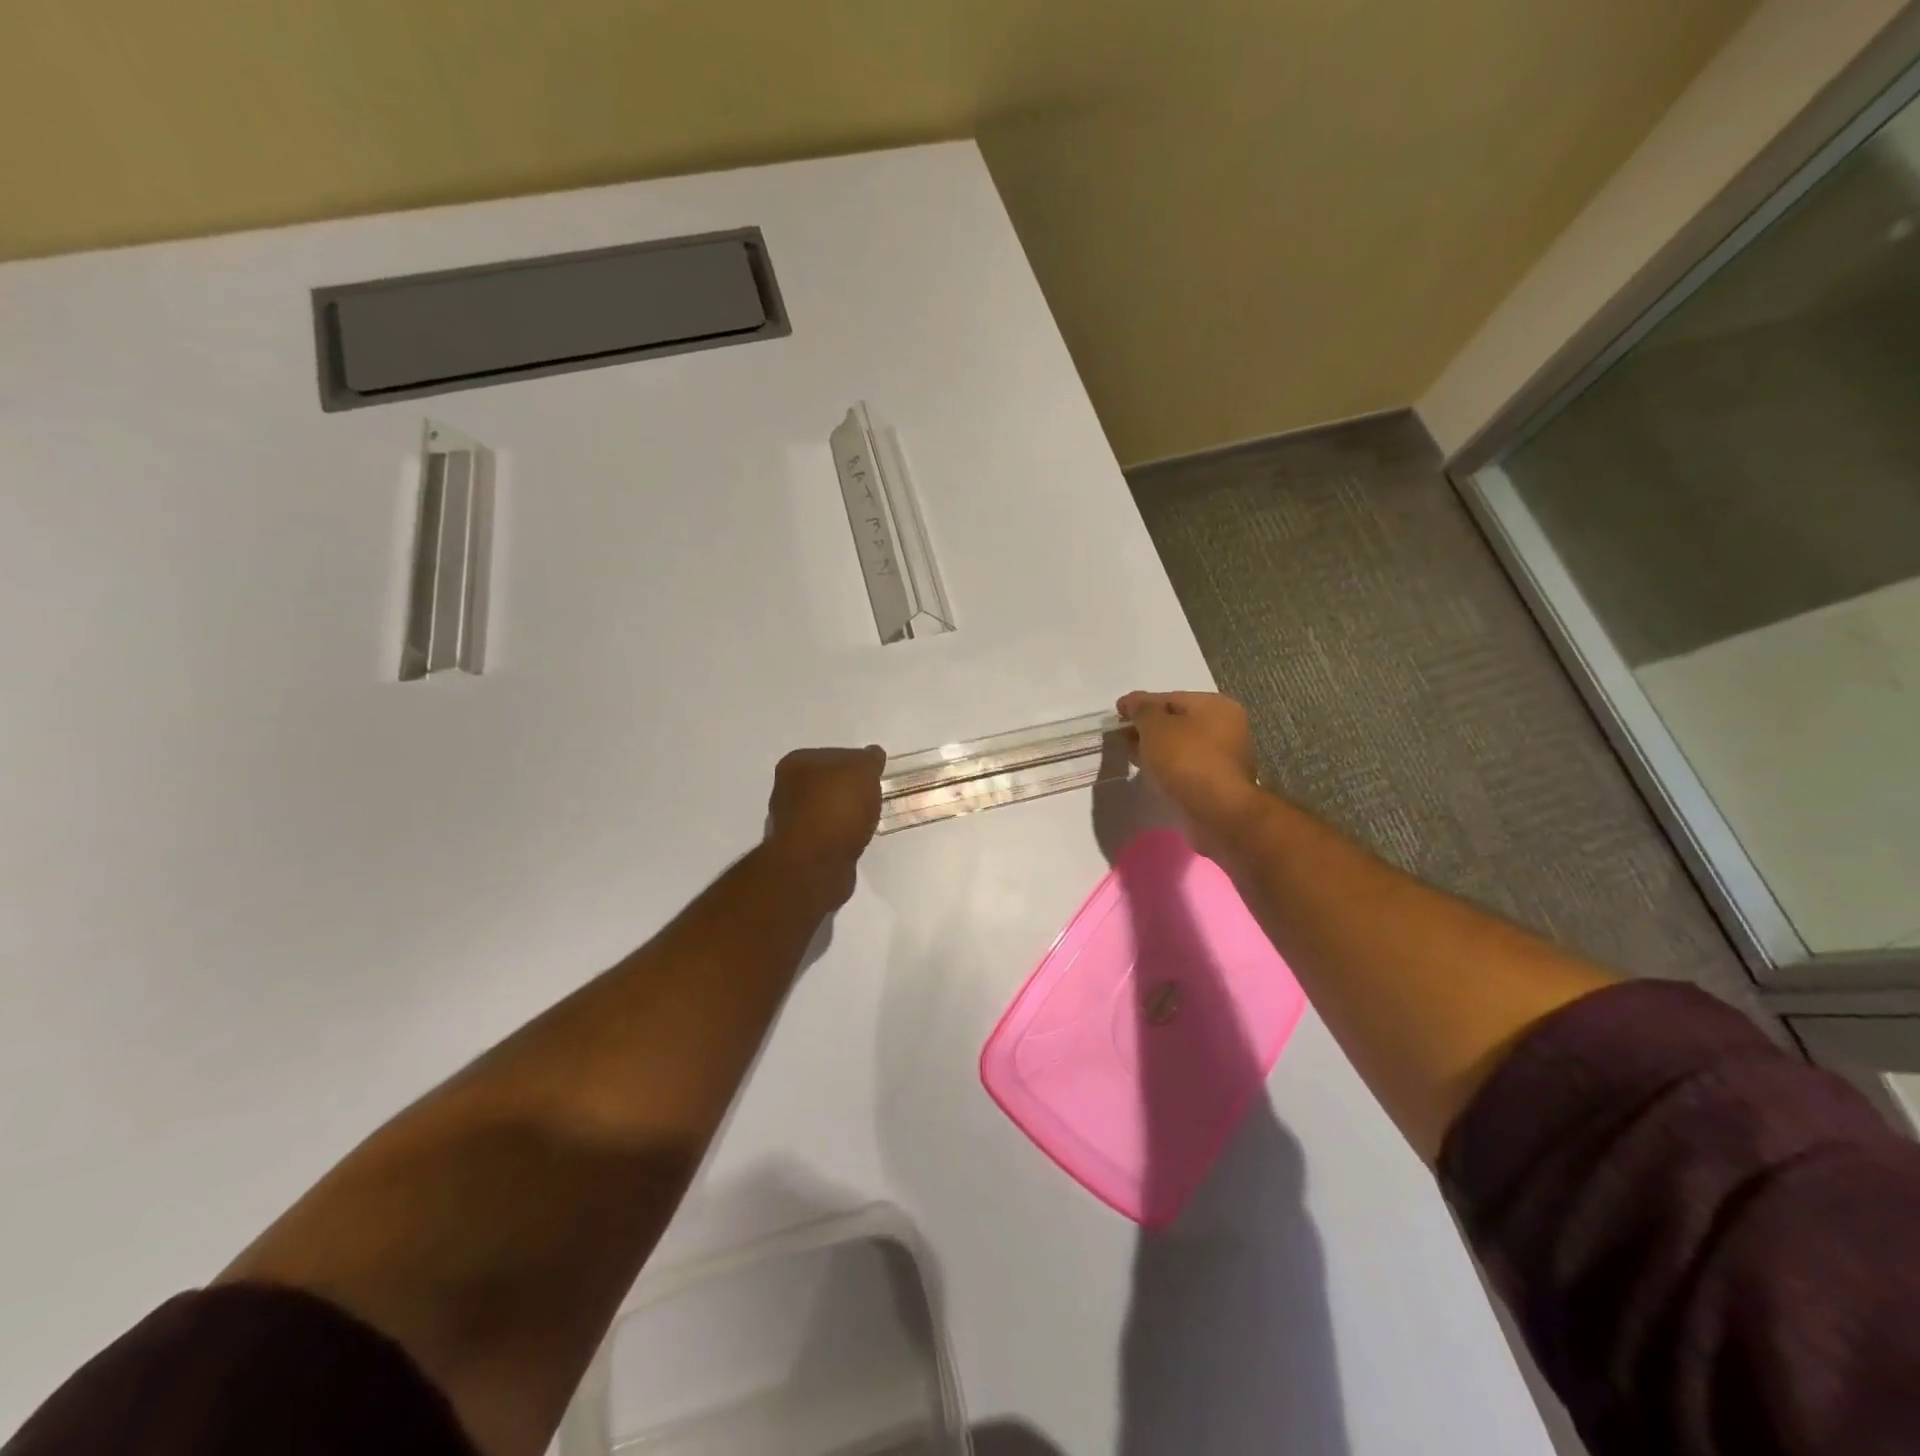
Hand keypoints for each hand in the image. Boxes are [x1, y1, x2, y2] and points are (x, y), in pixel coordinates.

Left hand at [764, 745, 886, 906]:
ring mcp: (789, 823)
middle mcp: (785, 790)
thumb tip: (872, 753)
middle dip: (848, 791)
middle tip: (873, 799)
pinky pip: (826, 837)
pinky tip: (853, 842)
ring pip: (825, 812)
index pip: (833, 755)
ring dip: (842, 817)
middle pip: (826, 784)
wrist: (815, 863)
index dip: (856, 764)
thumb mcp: (863, 771)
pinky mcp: (798, 851)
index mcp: (796, 764)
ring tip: (865, 823)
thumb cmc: (837, 807)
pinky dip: (839, 838)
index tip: (874, 776)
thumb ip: (869, 760)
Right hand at [1116, 691, 1262, 856]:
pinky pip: (1186, 766)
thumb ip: (1141, 710)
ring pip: (1181, 745)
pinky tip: (1150, 772)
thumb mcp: (1155, 727)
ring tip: (1131, 754)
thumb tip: (1133, 703)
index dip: (1140, 703)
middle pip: (1177, 721)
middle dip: (1147, 727)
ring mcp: (1224, 756)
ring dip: (1156, 748)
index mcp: (1215, 705)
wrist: (1217, 811)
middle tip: (1121, 736)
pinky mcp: (1218, 781)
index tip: (1116, 712)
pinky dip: (1168, 766)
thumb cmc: (1186, 760)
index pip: (1170, 697)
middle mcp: (1226, 726)